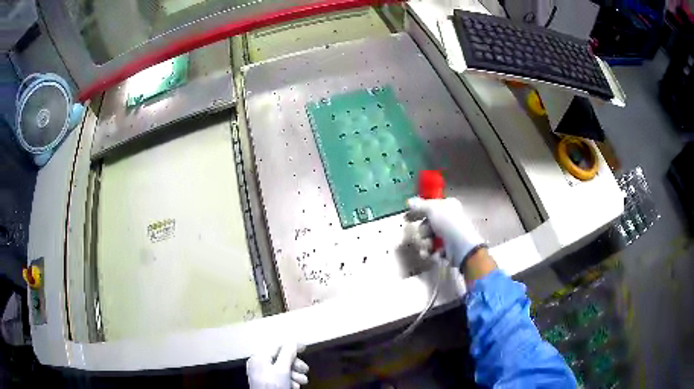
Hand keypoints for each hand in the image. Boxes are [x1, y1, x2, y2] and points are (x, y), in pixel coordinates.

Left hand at [247, 343, 309, 388]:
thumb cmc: (273, 386)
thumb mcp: (282, 369)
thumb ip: (287, 353)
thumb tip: (293, 341)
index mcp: (259, 357)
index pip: (277, 345)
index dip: (291, 345)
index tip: (305, 348)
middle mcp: (260, 364)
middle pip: (281, 358)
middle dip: (295, 364)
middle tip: (305, 370)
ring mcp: (263, 374)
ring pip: (283, 369)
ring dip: (295, 374)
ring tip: (301, 382)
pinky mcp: (268, 383)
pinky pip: (281, 378)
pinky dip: (290, 381)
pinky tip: (294, 386)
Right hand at [407, 197, 485, 268]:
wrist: (462, 247)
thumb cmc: (449, 224)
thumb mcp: (432, 209)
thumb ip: (420, 205)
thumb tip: (409, 201)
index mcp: (448, 207)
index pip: (429, 207)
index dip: (417, 212)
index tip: (406, 218)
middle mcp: (448, 220)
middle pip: (426, 226)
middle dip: (423, 233)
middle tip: (426, 235)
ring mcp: (448, 236)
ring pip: (427, 240)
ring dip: (426, 244)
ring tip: (430, 247)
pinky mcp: (447, 251)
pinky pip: (433, 251)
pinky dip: (432, 254)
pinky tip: (435, 254)